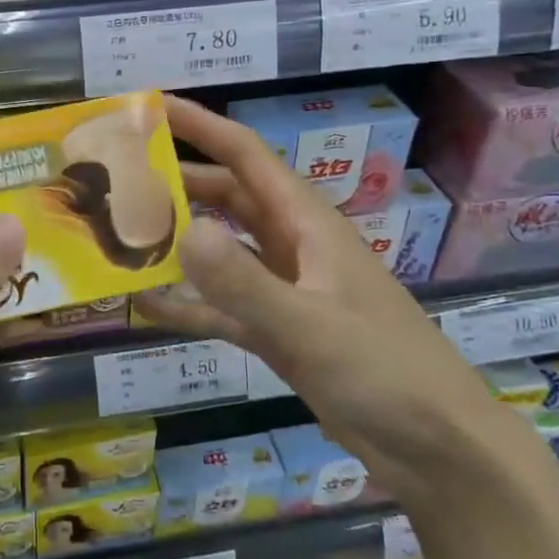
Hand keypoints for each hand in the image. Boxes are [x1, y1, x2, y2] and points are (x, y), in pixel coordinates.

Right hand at [134, 97, 507, 505]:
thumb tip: (182, 229)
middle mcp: (293, 246)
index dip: (200, 126)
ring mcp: (287, 290)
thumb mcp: (308, 326)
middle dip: (179, 181)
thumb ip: (243, 282)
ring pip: (223, 249)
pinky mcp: (280, 332)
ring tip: (122, 234)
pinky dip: (190, 304)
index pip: (246, 156)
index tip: (149, 108)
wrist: (439, 451)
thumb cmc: (384, 372)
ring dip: (180, 240)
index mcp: (307, 224)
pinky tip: (147, 307)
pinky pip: (224, 307)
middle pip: (228, 197)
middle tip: (118, 178)